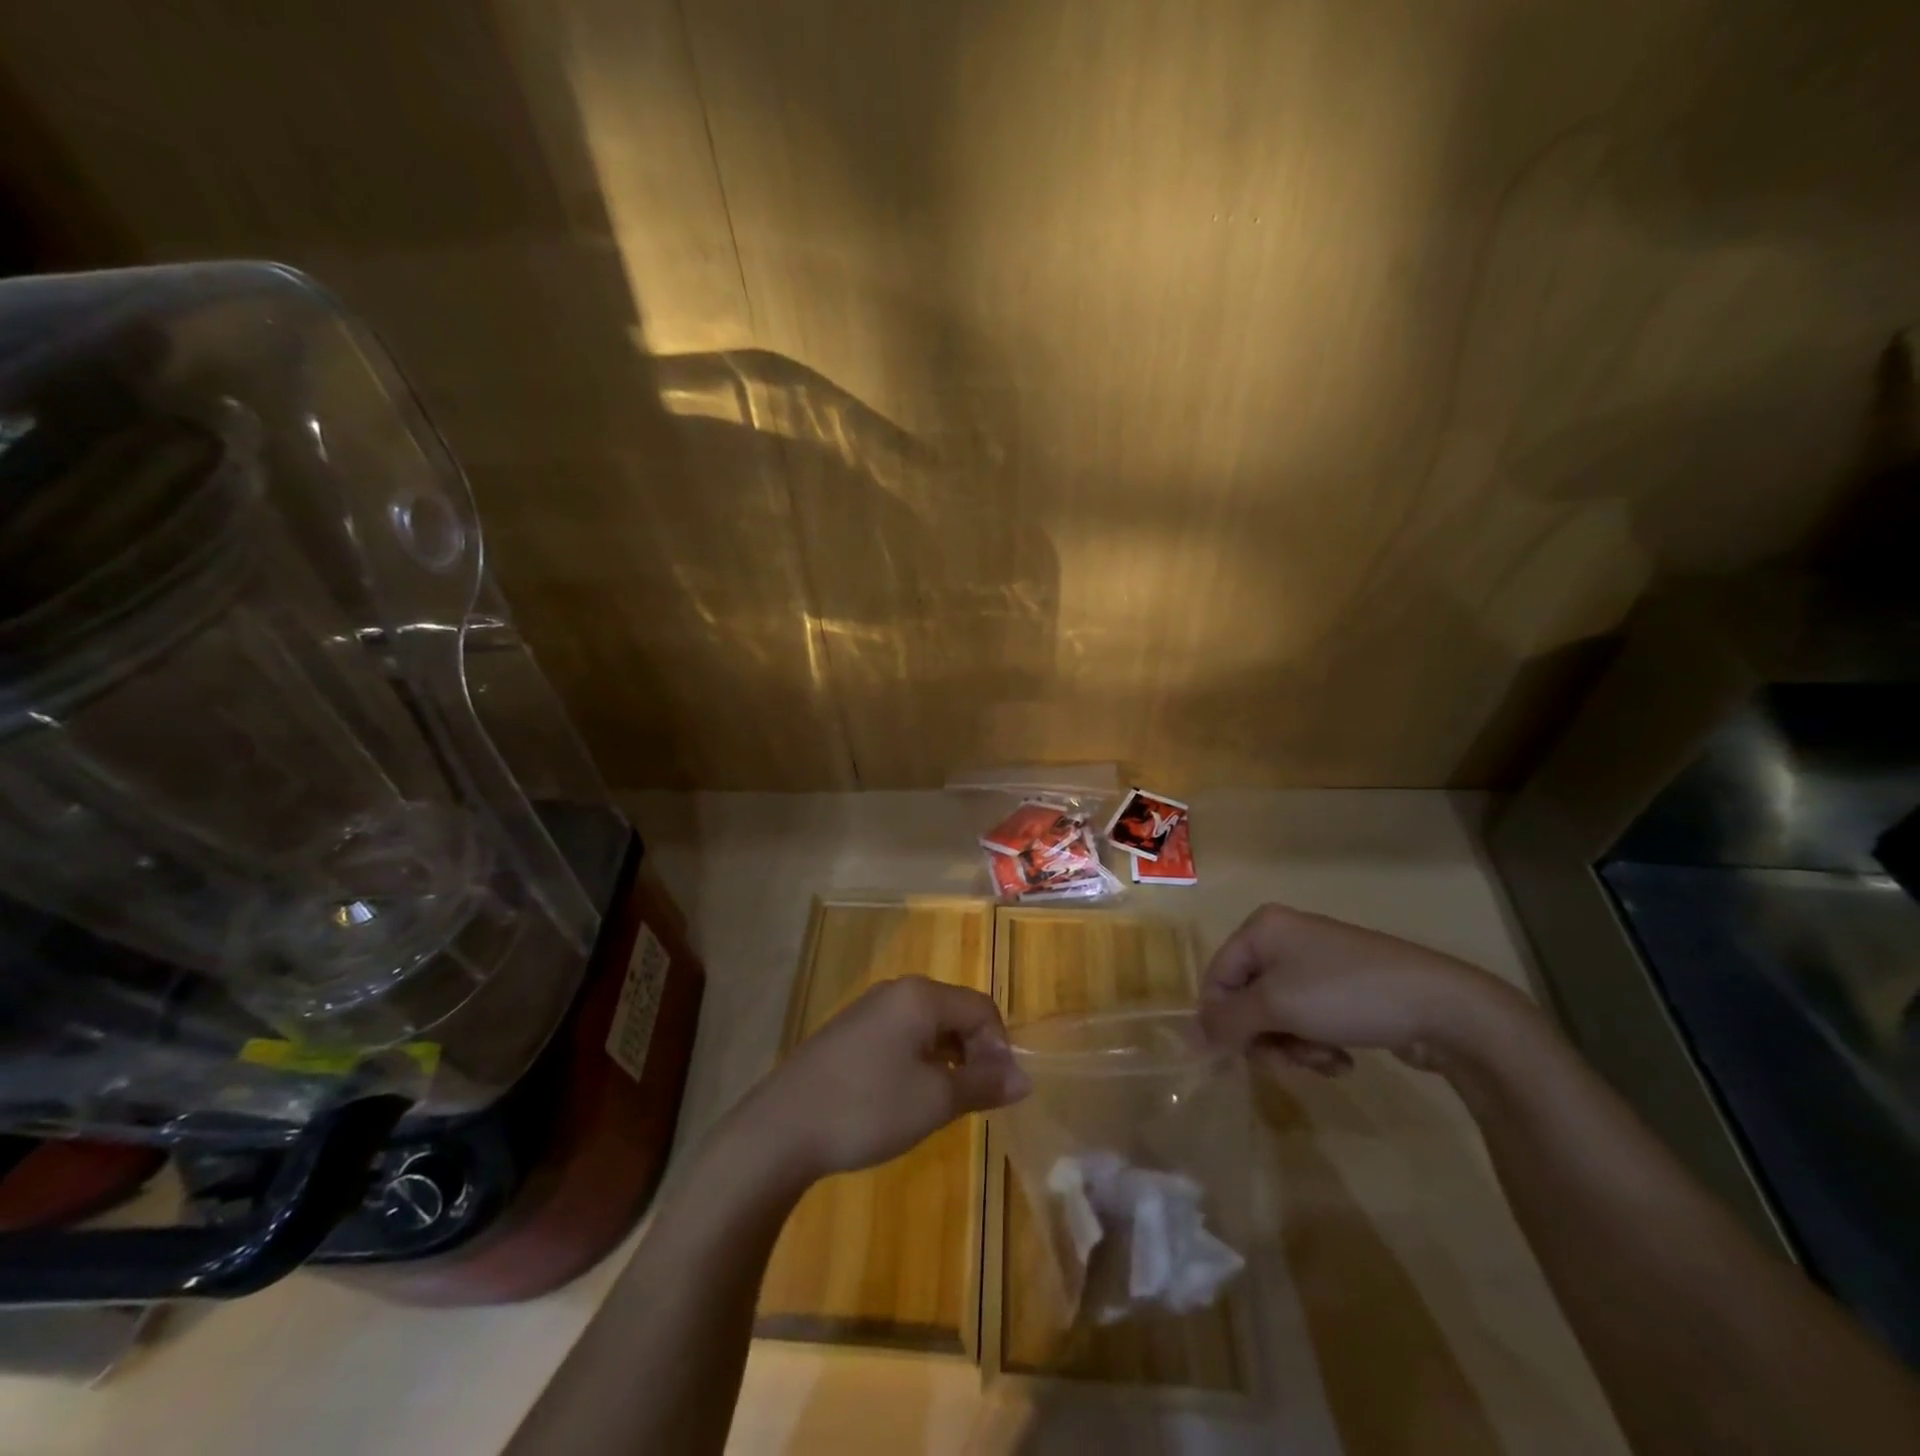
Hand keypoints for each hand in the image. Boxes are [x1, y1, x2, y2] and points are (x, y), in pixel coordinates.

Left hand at [739, 977, 1030, 1184]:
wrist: (781, 1129)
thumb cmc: (867, 1108)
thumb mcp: (934, 1100)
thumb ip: (983, 1084)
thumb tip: (1024, 1078)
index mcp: (921, 996)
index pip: (982, 1009)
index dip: (1000, 1048)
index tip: (997, 1093)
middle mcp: (897, 990)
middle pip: (956, 1012)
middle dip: (975, 1053)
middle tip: (972, 1100)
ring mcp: (869, 1009)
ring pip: (928, 1026)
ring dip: (947, 1059)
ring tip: (942, 1103)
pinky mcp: (850, 1031)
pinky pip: (901, 1035)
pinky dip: (918, 1060)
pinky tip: (906, 1096)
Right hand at [1197, 904, 1524, 1074]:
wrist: (1443, 1006)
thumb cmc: (1345, 994)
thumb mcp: (1276, 1007)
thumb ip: (1227, 1021)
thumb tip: (1188, 1036)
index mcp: (1262, 928)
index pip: (1217, 977)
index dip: (1221, 1020)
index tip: (1239, 1058)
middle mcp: (1285, 937)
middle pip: (1248, 998)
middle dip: (1265, 1036)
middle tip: (1290, 1060)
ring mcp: (1318, 961)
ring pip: (1279, 1014)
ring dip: (1294, 1045)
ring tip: (1324, 1060)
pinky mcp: (1345, 987)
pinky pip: (1310, 1017)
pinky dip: (1318, 1042)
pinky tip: (1342, 1060)